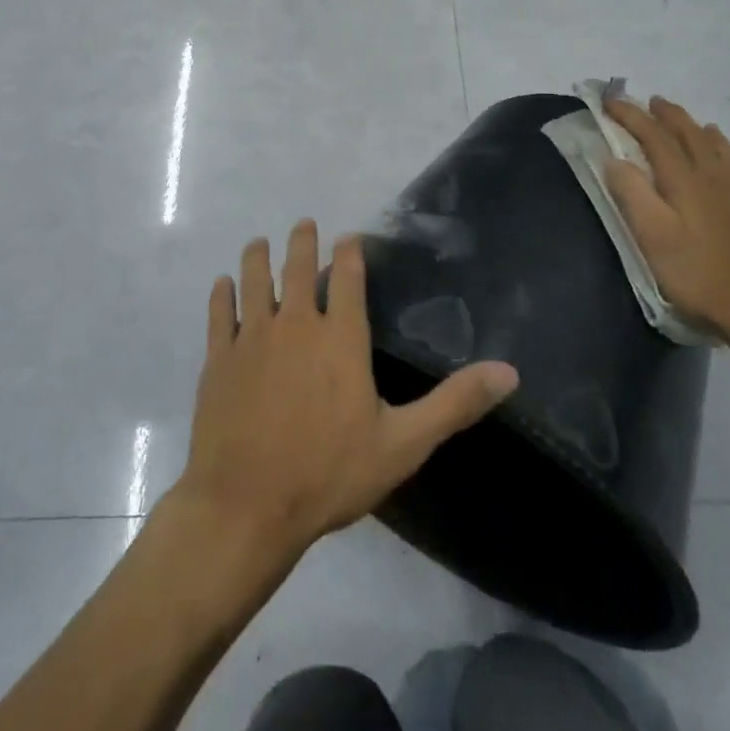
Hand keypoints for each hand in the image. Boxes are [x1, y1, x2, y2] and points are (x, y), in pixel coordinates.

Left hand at [175, 220, 518, 565]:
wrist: (246, 506)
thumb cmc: (329, 474)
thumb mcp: (403, 444)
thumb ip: (454, 404)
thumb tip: (510, 372)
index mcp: (341, 337)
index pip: (346, 278)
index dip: (348, 253)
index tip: (347, 237)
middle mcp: (296, 325)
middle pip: (296, 269)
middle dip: (301, 243)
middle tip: (303, 224)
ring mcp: (252, 338)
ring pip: (254, 281)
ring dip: (258, 257)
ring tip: (260, 241)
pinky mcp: (219, 359)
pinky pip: (219, 314)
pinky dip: (221, 294)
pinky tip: (221, 284)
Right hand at [602, 96, 729, 356]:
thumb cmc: (697, 275)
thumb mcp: (653, 237)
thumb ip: (632, 194)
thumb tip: (615, 159)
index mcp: (685, 180)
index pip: (654, 136)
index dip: (630, 116)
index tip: (609, 101)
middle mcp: (713, 178)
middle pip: (689, 134)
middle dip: (666, 114)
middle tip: (648, 101)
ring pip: (716, 148)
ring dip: (696, 128)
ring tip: (687, 121)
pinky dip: (722, 154)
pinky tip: (723, 165)